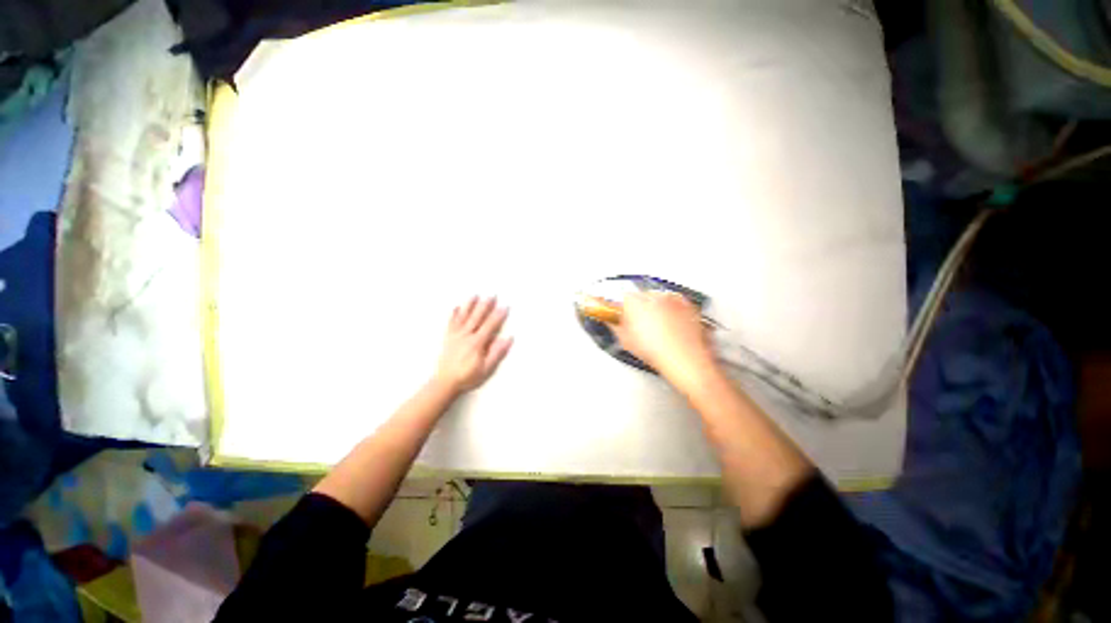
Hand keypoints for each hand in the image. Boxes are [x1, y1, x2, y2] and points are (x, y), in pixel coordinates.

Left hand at [434, 297, 513, 394]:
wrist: (444, 382)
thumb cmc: (467, 376)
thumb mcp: (486, 369)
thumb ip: (497, 353)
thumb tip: (508, 339)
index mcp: (477, 343)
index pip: (490, 326)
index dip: (498, 316)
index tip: (505, 306)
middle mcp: (466, 336)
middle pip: (477, 317)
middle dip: (485, 305)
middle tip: (492, 295)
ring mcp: (456, 335)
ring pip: (464, 317)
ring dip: (470, 305)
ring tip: (475, 295)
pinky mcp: (448, 338)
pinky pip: (451, 323)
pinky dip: (454, 314)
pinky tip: (456, 307)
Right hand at [612, 291, 718, 391]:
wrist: (685, 360)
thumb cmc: (658, 352)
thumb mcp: (626, 341)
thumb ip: (615, 326)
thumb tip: (612, 321)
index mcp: (634, 302)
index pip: (622, 299)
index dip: (621, 310)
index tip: (621, 317)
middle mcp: (653, 296)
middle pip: (640, 297)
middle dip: (639, 309)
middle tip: (639, 326)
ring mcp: (672, 299)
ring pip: (658, 300)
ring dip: (655, 310)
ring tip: (657, 330)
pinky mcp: (687, 305)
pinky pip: (675, 305)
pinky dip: (672, 313)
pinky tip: (670, 329)